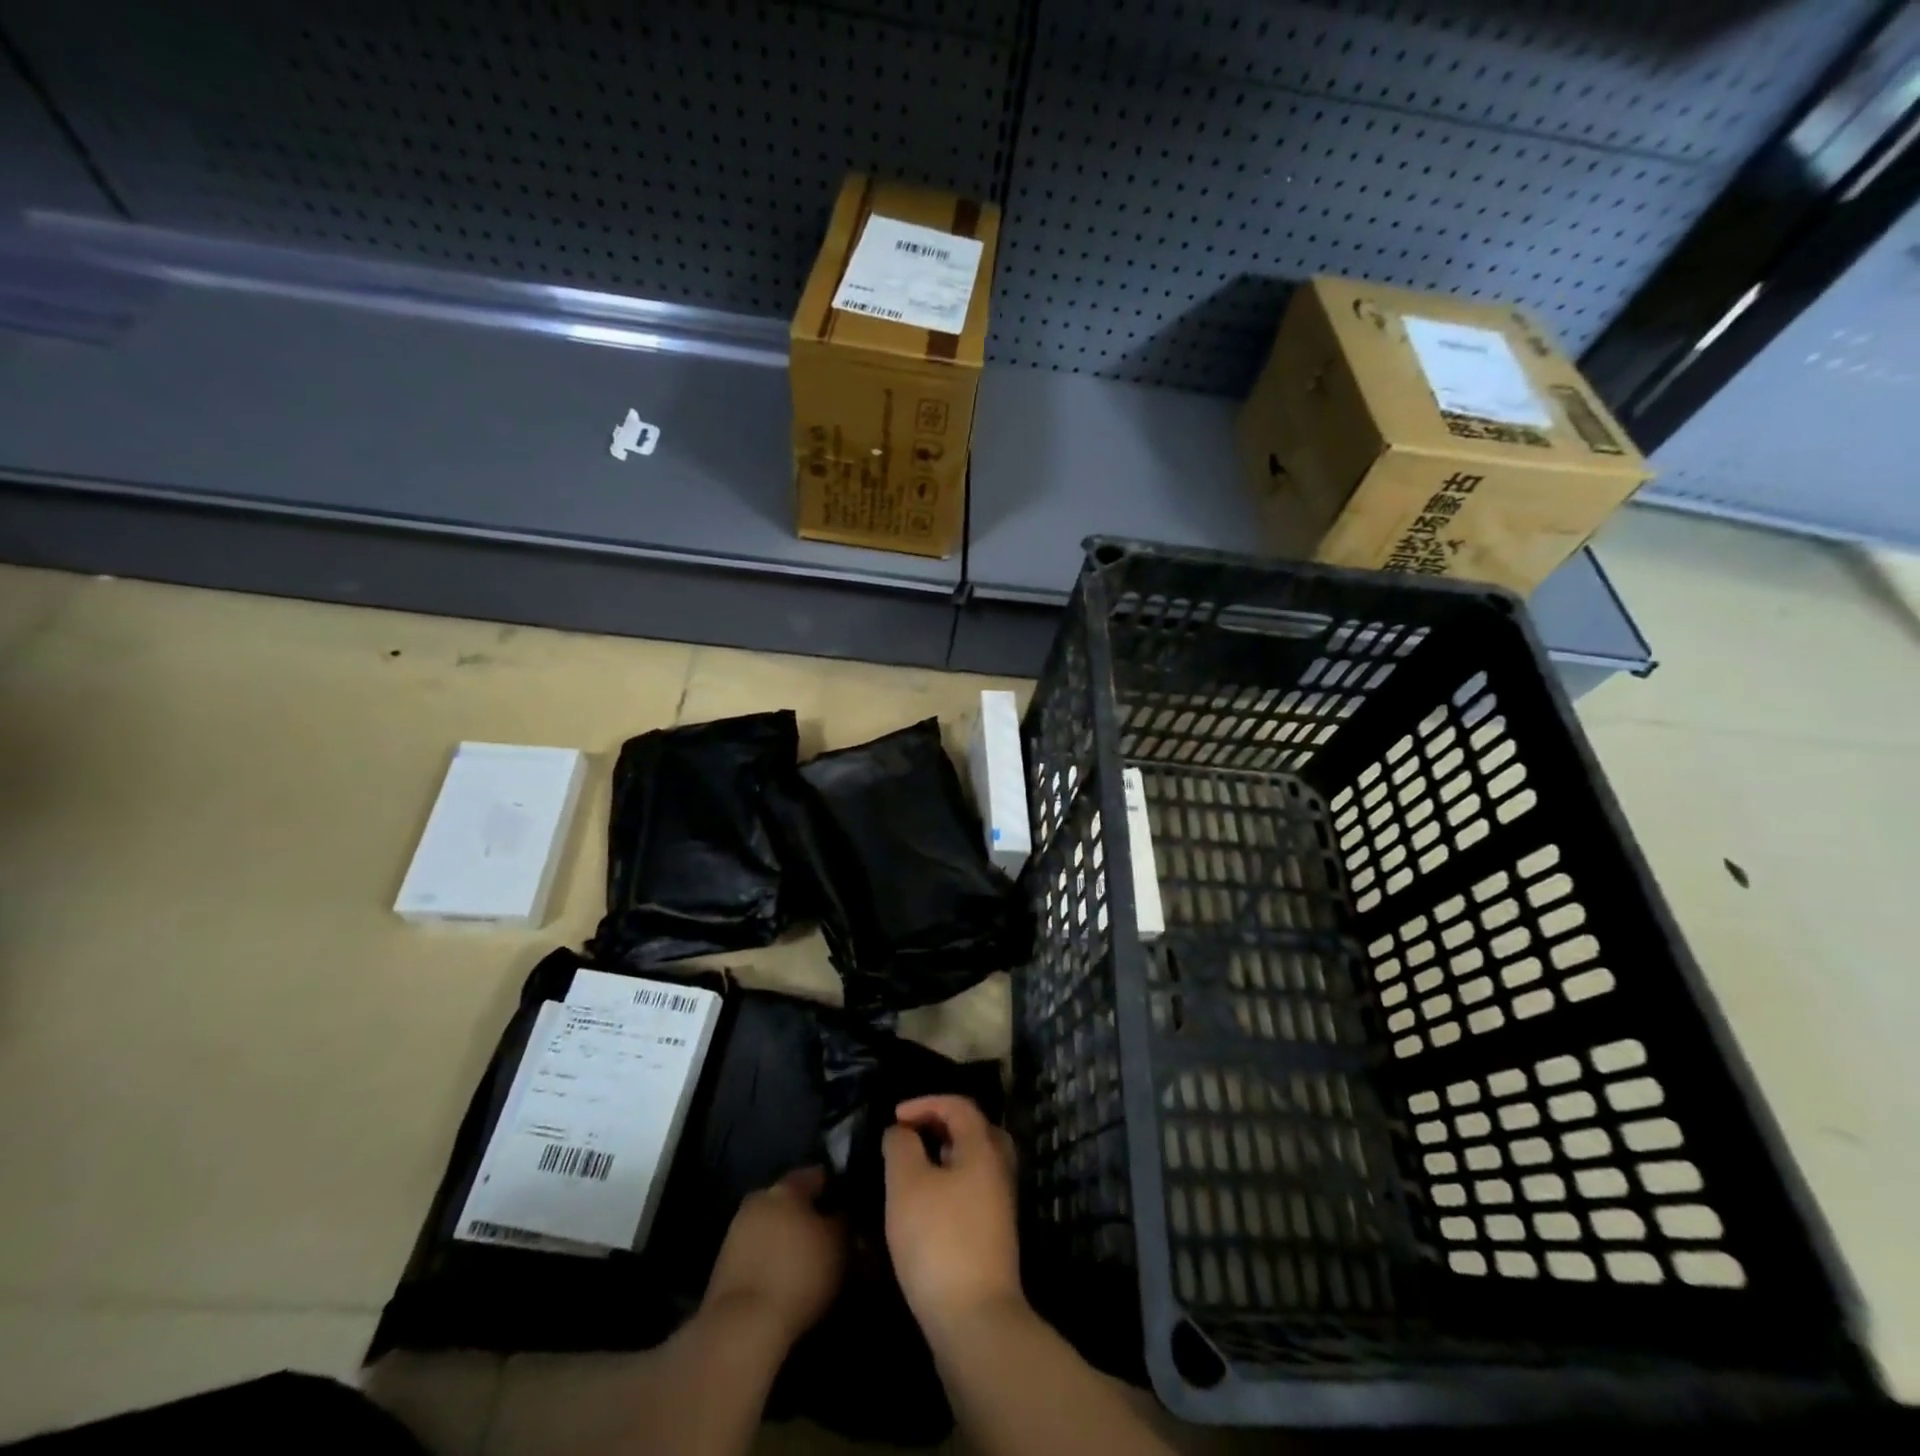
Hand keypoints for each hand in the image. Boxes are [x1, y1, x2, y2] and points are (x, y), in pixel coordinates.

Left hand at [702, 1166, 845, 1344]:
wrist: (740, 1328)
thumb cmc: (797, 1274)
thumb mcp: (838, 1245)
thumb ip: (844, 1221)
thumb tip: (843, 1214)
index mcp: (785, 1186)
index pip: (817, 1175)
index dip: (836, 1189)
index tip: (850, 1207)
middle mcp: (759, 1199)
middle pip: (790, 1200)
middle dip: (809, 1215)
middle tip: (829, 1237)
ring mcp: (736, 1231)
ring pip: (772, 1226)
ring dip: (788, 1239)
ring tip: (808, 1263)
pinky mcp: (723, 1265)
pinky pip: (757, 1252)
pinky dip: (771, 1260)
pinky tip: (784, 1279)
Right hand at [883, 1095, 1022, 1335]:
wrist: (975, 1320)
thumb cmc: (938, 1240)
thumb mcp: (907, 1185)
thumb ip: (901, 1147)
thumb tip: (901, 1131)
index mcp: (984, 1148)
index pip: (959, 1106)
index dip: (926, 1103)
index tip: (895, 1117)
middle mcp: (999, 1170)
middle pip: (976, 1130)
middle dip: (942, 1125)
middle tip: (912, 1135)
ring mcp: (1000, 1205)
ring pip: (976, 1163)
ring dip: (946, 1156)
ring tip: (914, 1168)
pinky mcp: (994, 1236)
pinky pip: (973, 1190)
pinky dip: (951, 1182)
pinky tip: (927, 1205)